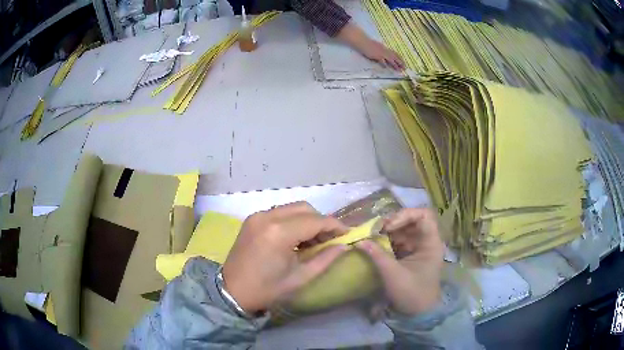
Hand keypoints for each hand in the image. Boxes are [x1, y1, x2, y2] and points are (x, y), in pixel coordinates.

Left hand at [222, 202, 348, 312]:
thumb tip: (344, 246)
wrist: (232, 291)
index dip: (335, 226)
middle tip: (330, 239)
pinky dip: (293, 220)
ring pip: (292, 208)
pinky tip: (296, 237)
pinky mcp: (252, 219)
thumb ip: (325, 259)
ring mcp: (257, 216)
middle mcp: (267, 217)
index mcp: (279, 233)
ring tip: (315, 240)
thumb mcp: (300, 278)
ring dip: (308, 220)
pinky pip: (280, 213)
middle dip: (321, 221)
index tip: (348, 234)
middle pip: (305, 208)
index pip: (316, 221)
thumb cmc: (267, 289)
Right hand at [336, 22, 404, 70]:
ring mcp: (380, 53)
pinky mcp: (376, 55)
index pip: (394, 53)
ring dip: (395, 65)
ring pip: (390, 59)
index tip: (403, 62)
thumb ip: (380, 51)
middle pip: (394, 57)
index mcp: (384, 48)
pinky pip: (381, 60)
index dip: (399, 58)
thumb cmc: (367, 43)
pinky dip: (384, 64)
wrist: (362, 41)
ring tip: (399, 70)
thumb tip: (383, 56)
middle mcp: (384, 50)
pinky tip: (386, 67)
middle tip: (405, 67)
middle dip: (400, 62)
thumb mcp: (376, 46)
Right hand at [356, 208, 443, 314]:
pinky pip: (399, 241)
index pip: (423, 216)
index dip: (405, 215)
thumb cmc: (411, 293)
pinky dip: (387, 241)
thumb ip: (377, 255)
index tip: (388, 226)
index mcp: (431, 243)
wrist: (418, 313)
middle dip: (392, 223)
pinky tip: (375, 244)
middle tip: (374, 230)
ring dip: (387, 231)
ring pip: (404, 230)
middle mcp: (426, 241)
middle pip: (412, 221)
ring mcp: (418, 248)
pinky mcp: (410, 255)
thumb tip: (359, 240)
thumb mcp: (393, 274)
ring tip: (371, 236)